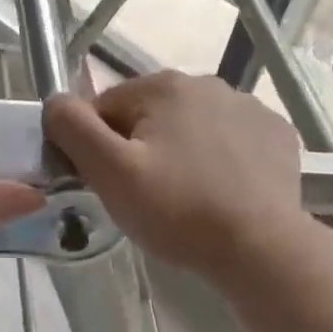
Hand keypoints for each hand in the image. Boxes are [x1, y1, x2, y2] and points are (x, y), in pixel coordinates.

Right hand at [44, 71, 305, 282]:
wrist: (261, 248)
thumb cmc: (177, 210)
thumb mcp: (110, 173)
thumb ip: (73, 129)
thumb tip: (55, 101)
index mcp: (163, 86)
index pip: (106, 109)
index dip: (99, 148)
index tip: (111, 184)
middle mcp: (207, 83)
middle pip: (149, 115)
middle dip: (141, 149)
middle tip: (147, 196)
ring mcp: (249, 106)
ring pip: (191, 127)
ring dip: (180, 152)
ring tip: (186, 198)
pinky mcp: (276, 134)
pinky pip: (230, 140)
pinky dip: (221, 159)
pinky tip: (222, 192)